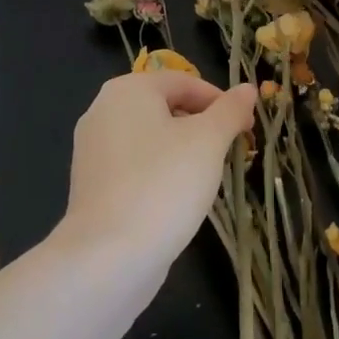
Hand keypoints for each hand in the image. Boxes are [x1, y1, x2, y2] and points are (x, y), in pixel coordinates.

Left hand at [59, 71, 256, 273]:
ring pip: (150, 138)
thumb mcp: (208, 141)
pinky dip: (159, 173)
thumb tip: (247, 89)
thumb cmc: (164, 184)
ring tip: (206, 178)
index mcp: (128, 90)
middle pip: (165, 107)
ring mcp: (92, 149)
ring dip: (182, 151)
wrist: (108, 256)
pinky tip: (176, 199)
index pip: (184, 82)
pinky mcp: (91, 184)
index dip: (221, 102)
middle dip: (202, 126)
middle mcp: (103, 110)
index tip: (246, 130)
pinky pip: (134, 166)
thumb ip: (230, 111)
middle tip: (230, 154)